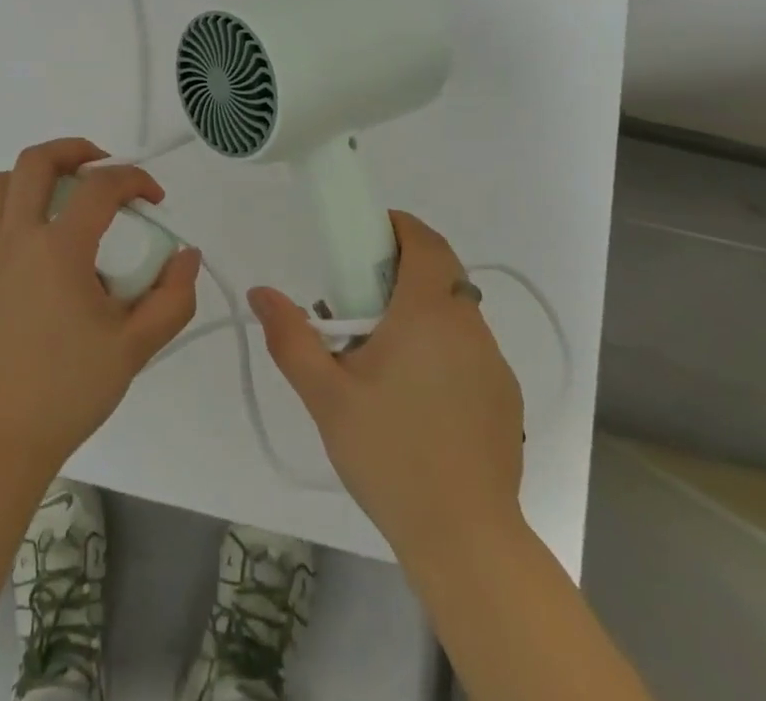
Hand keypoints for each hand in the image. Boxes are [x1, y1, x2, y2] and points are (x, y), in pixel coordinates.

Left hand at [0, 138, 201, 478]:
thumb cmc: (68, 391)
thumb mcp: (136, 347)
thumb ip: (173, 297)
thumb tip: (187, 255)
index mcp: (58, 249)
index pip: (100, 187)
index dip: (134, 179)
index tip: (154, 198)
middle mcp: (16, 237)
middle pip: (37, 161)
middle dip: (76, 150)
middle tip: (104, 168)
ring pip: (1, 182)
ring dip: (34, 173)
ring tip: (64, 194)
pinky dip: (11, 202)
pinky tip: (37, 234)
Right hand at [248, 210, 524, 554]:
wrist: (466, 539)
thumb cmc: (390, 454)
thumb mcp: (325, 395)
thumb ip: (291, 337)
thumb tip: (260, 292)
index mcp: (428, 312)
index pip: (424, 241)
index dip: (398, 227)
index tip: (364, 237)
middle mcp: (468, 326)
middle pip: (441, 271)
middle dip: (402, 268)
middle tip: (359, 298)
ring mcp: (494, 363)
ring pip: (456, 311)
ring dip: (421, 309)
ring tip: (381, 353)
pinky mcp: (505, 397)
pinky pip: (469, 348)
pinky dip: (442, 345)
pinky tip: (416, 394)